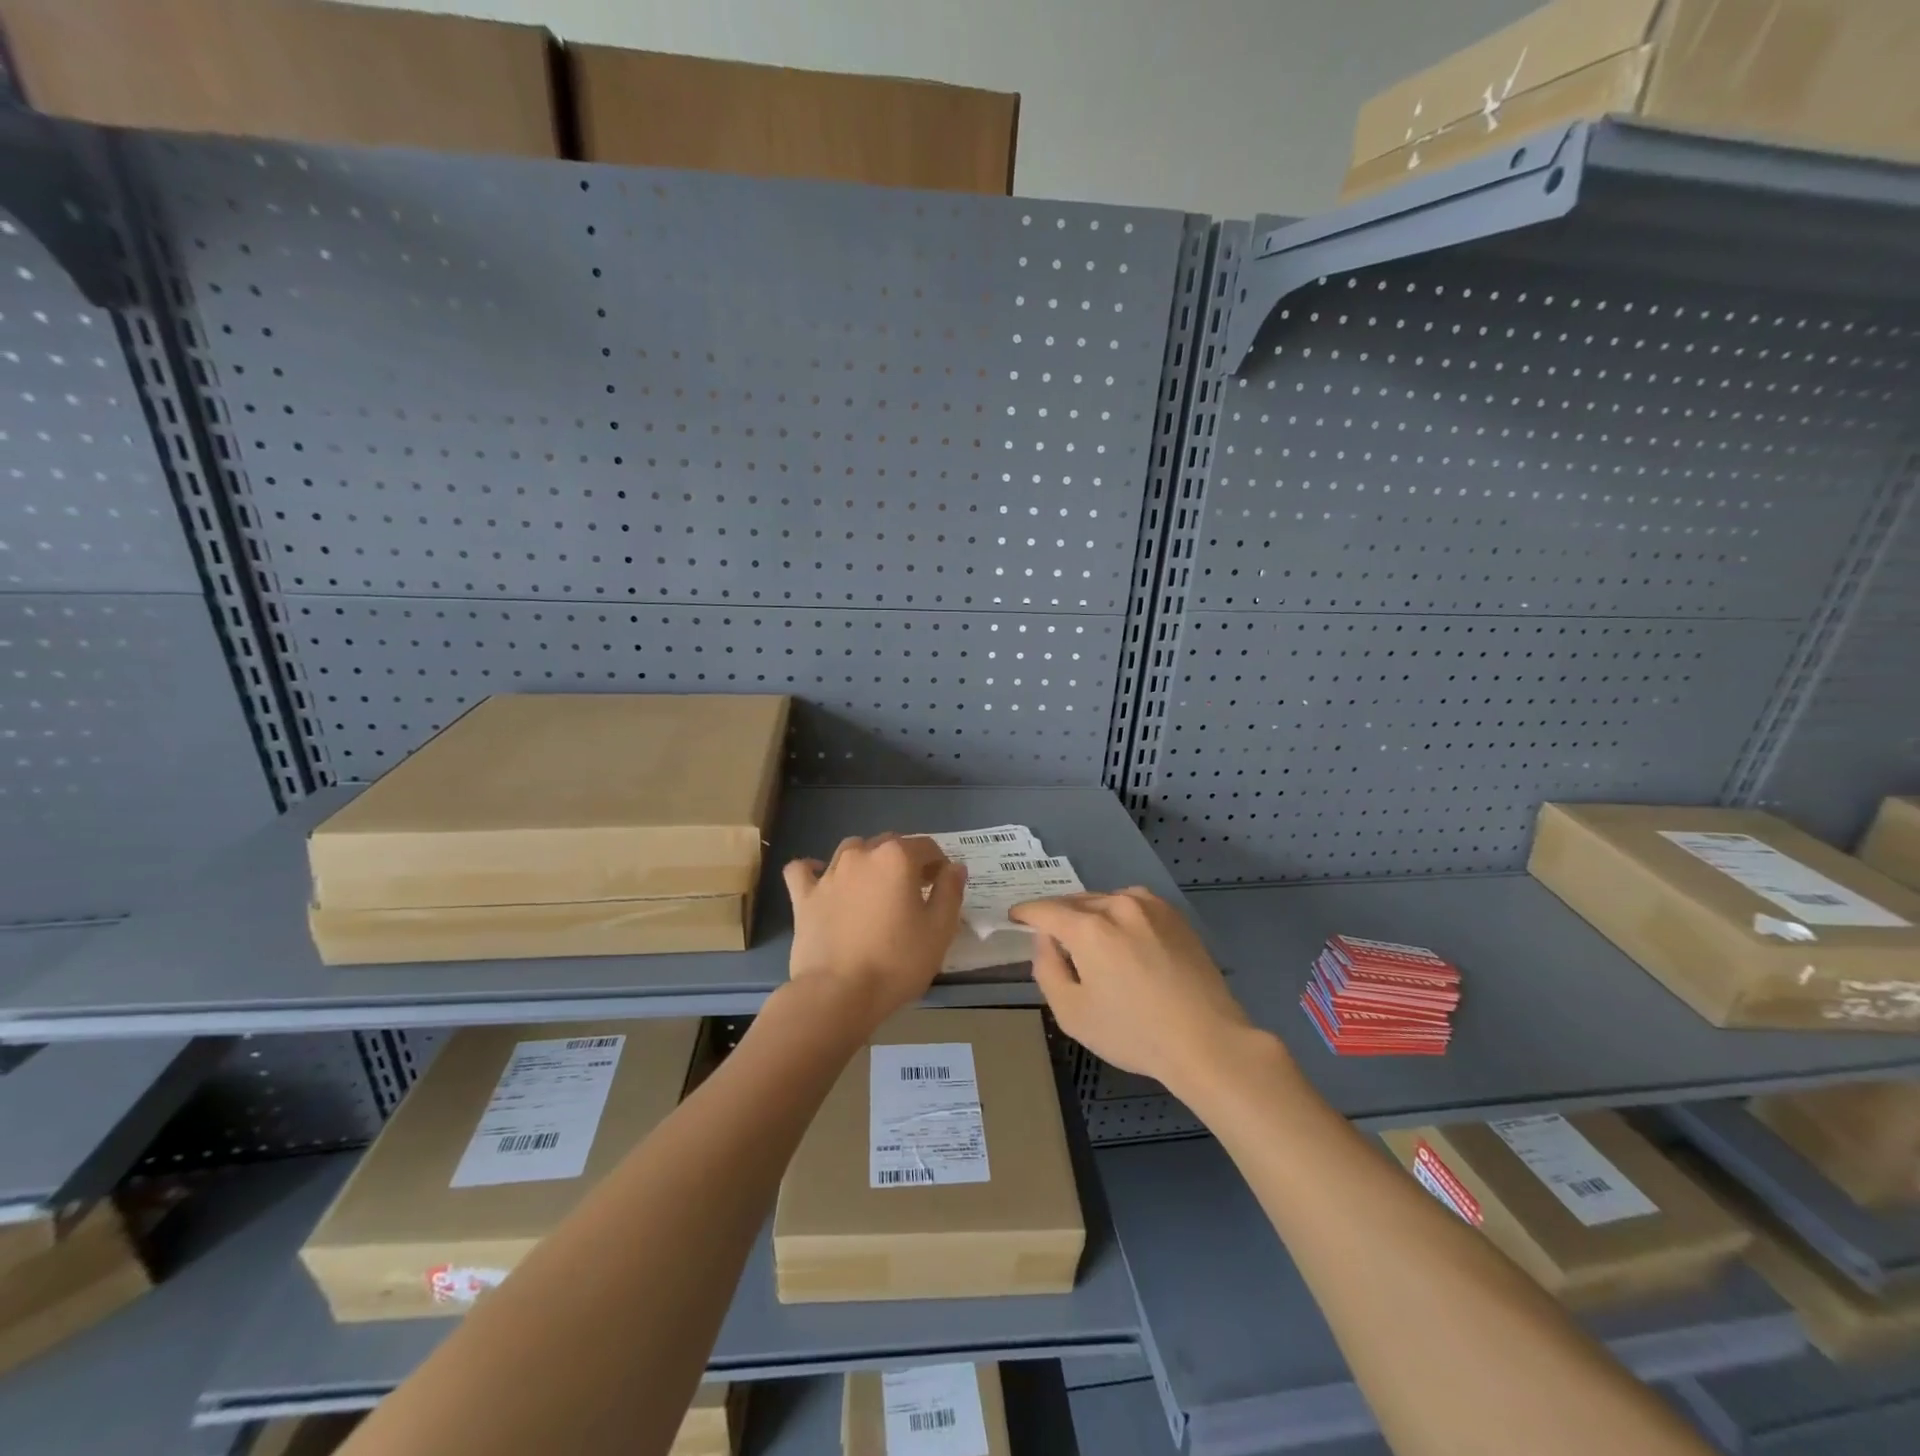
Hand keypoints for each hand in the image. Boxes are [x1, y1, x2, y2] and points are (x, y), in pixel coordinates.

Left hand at [783, 835, 965, 1029]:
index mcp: (897, 858)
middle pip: (890, 844)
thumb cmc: (896, 962)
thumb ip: (950, 892)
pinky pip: (803, 870)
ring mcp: (829, 873)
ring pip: (851, 850)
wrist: (838, 993)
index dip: (939, 865)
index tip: (942, 888)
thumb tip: (954, 867)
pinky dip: (813, 870)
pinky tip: (822, 880)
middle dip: (906, 860)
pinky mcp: (804, 896)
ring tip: (875, 888)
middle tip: (914, 892)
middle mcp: (862, 855)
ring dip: (867, 860)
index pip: (927, 847)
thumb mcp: (939, 930)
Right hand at [1012, 888, 1249, 1094]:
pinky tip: (1125, 940)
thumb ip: (1047, 969)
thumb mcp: (1072, 1012)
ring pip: (1106, 901)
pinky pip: (1134, 905)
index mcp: (1089, 928)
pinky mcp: (1174, 916)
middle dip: (1059, 916)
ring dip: (1091, 914)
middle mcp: (1118, 905)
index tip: (1015, 918)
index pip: (1045, 910)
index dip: (1025, 913)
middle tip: (1051, 938)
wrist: (1207, 1040)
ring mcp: (1151, 907)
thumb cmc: (1133, 1033)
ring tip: (1090, 940)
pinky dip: (1119, 916)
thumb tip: (1045, 941)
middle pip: (1076, 902)